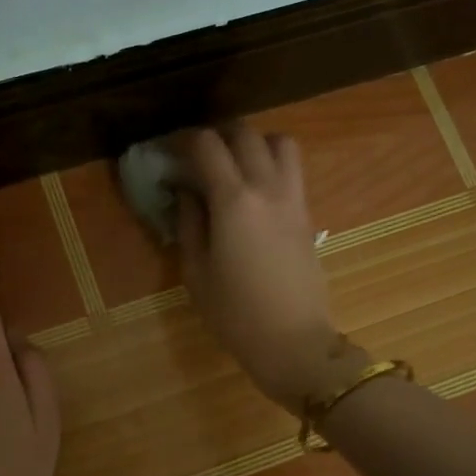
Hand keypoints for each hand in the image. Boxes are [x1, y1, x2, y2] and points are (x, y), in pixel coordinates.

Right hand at [176, 123, 356, 408]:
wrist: (294, 342)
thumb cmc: (235, 313)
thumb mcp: (196, 271)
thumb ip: (189, 222)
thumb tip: (186, 190)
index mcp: (233, 201)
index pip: (207, 145)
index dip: (183, 140)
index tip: (168, 153)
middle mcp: (267, 188)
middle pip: (245, 133)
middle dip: (217, 135)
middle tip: (197, 155)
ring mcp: (293, 198)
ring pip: (280, 142)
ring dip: (253, 142)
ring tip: (233, 165)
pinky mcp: (307, 213)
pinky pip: (292, 169)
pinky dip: (271, 163)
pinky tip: (252, 191)